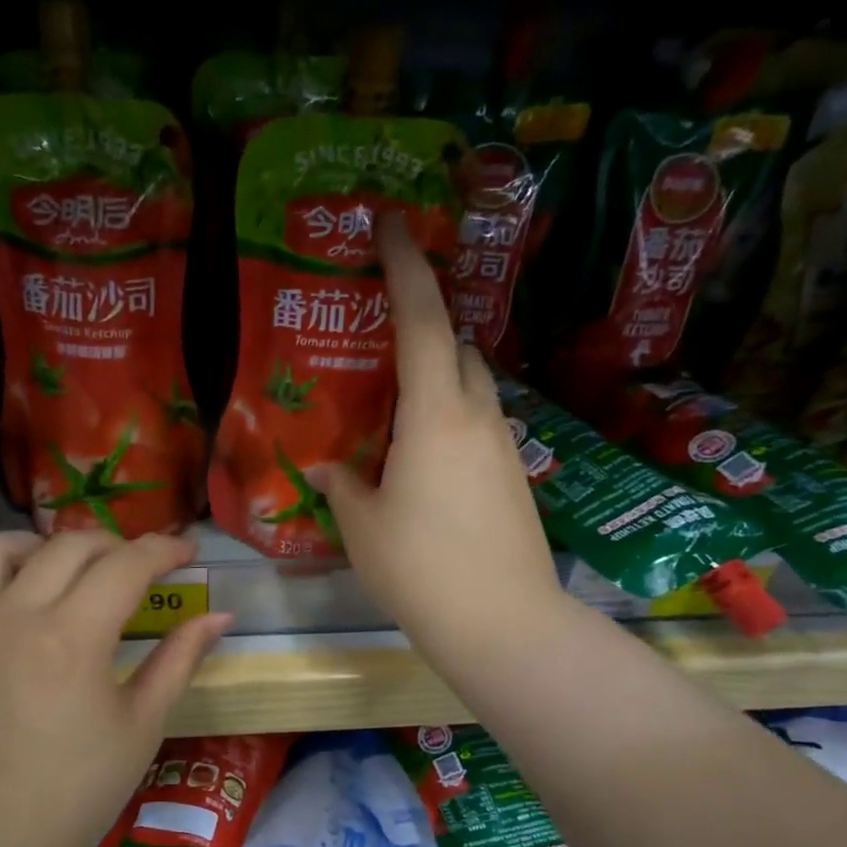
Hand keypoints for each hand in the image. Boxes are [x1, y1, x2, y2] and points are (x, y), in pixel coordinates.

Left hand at [0, 531, 232, 846]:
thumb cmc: (80, 791)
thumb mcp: (143, 724)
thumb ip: (180, 659)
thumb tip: (219, 616)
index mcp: (73, 640)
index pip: (126, 565)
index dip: (163, 549)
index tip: (184, 551)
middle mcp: (12, 618)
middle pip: (69, 547)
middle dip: (114, 545)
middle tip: (135, 569)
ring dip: (42, 545)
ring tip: (63, 568)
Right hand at [313, 214, 563, 659]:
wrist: (502, 623)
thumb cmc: (420, 569)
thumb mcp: (363, 527)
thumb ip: (345, 487)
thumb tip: (330, 468)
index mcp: (435, 414)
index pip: (423, 320)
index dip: (406, 266)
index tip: (392, 223)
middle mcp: (478, 417)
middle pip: (459, 348)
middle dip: (426, 329)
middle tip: (383, 343)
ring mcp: (504, 448)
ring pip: (473, 390)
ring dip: (441, 381)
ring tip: (398, 412)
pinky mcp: (515, 479)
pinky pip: (480, 428)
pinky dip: (453, 423)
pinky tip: (425, 463)